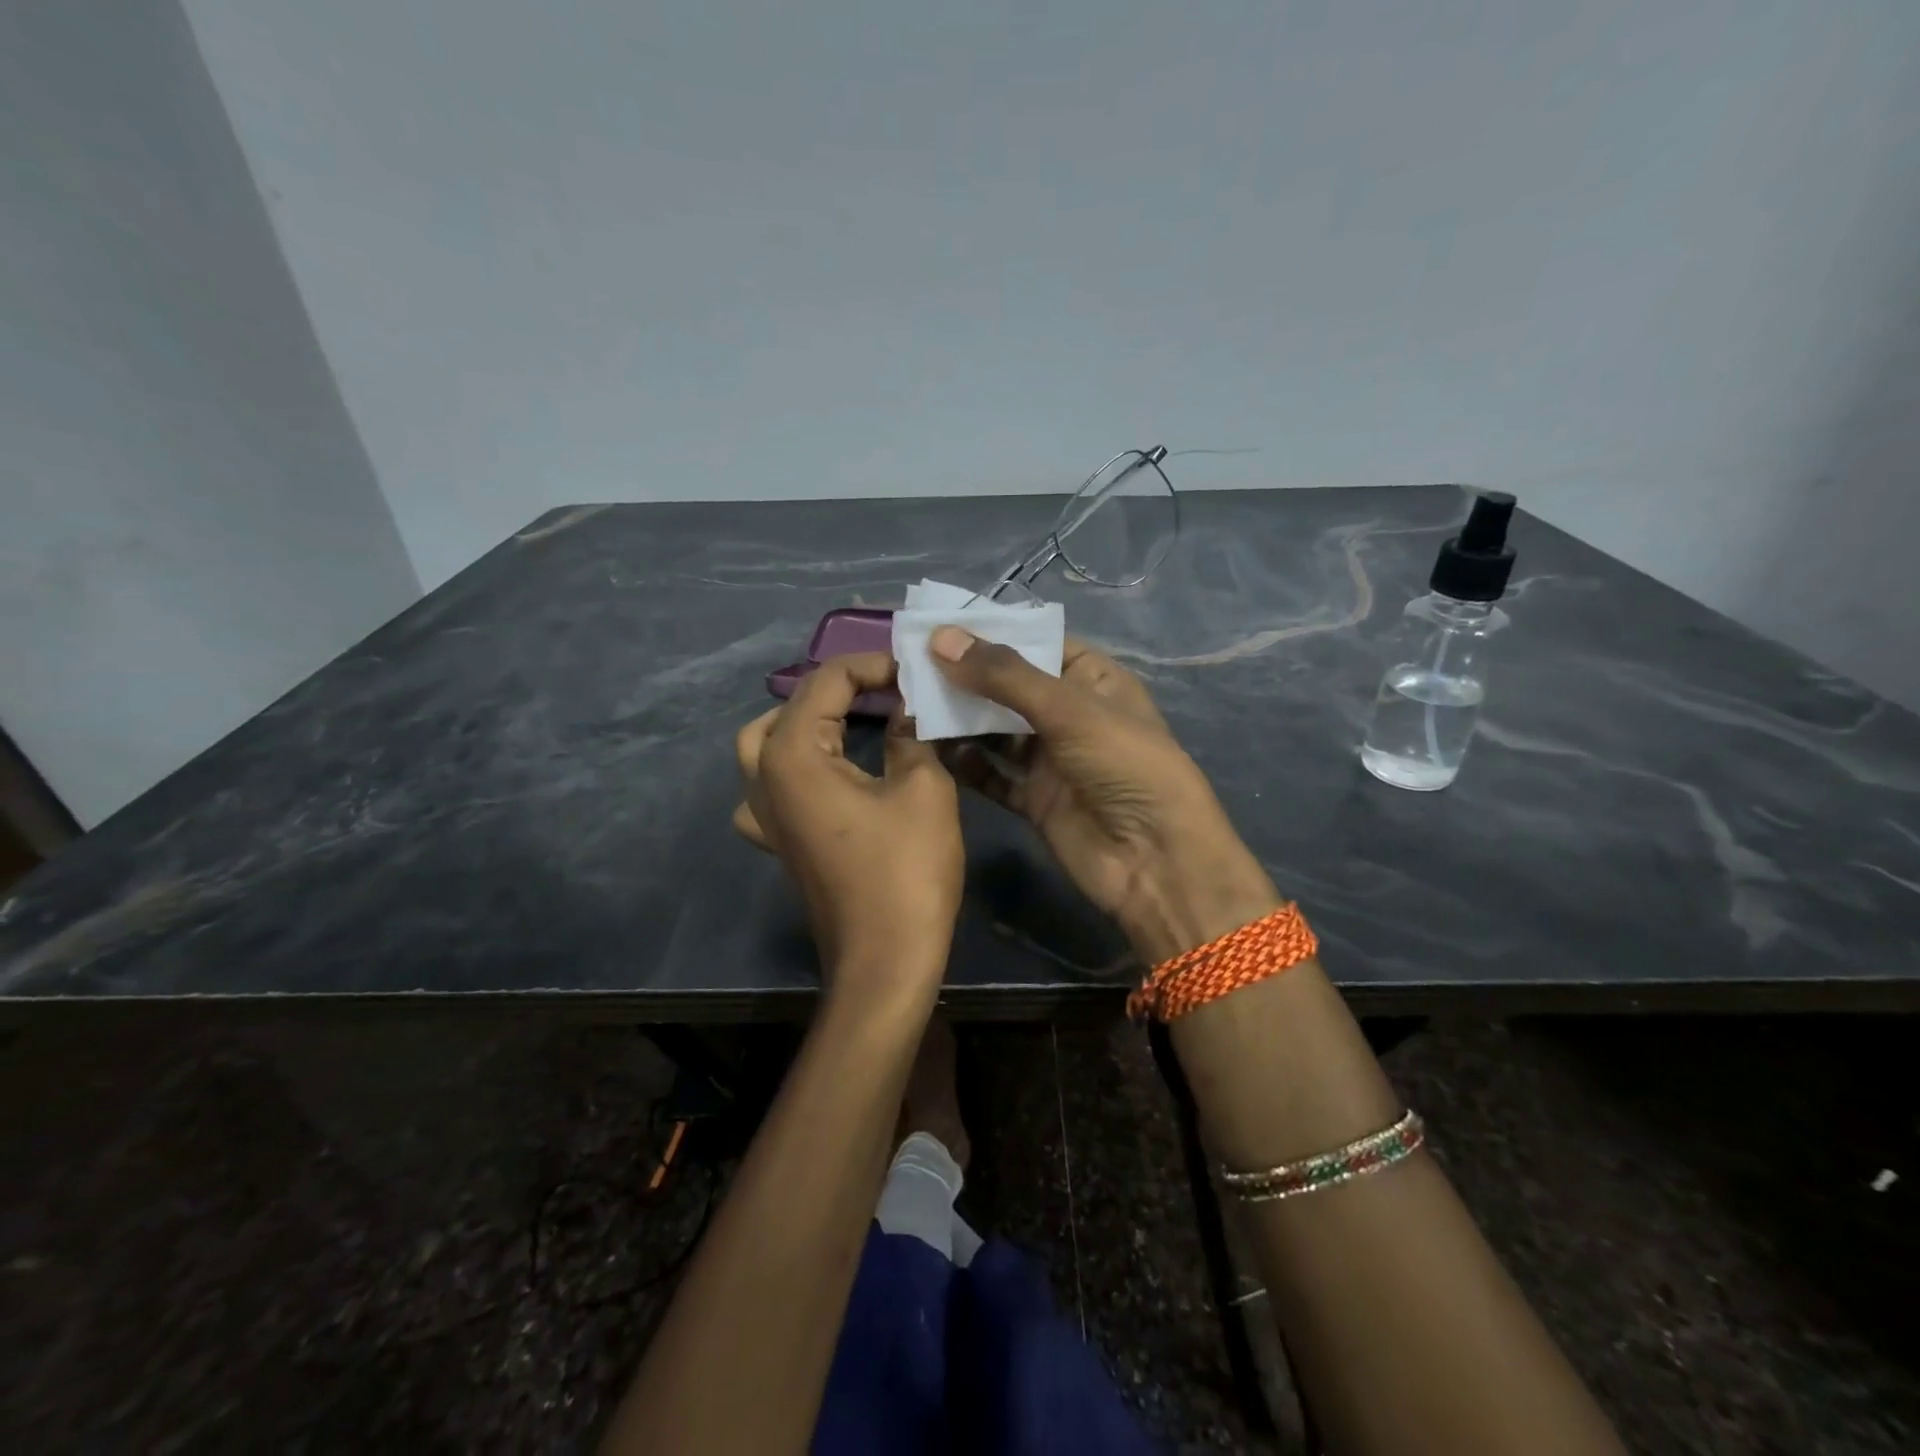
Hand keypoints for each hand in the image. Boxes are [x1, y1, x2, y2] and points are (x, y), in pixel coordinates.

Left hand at [733, 652, 963, 1000]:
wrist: (885, 960)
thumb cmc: (905, 870)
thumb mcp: (922, 788)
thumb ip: (910, 734)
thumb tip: (907, 707)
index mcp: (793, 754)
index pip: (827, 681)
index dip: (873, 665)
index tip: (915, 672)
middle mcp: (765, 778)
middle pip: (791, 707)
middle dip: (839, 689)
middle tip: (888, 693)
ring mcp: (765, 815)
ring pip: (768, 743)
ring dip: (807, 722)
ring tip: (853, 722)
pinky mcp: (779, 841)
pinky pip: (771, 786)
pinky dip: (796, 766)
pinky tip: (827, 776)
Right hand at [929, 628, 1278, 964]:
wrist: (1155, 862)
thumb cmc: (1124, 766)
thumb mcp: (1069, 709)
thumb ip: (1004, 676)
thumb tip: (940, 638)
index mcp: (1093, 680)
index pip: (1037, 643)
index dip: (991, 633)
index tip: (936, 625)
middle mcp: (1070, 715)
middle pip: (1009, 687)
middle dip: (965, 675)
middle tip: (909, 662)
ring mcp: (1051, 759)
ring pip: (996, 730)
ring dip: (959, 718)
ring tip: (909, 700)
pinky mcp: (1034, 799)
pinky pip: (992, 773)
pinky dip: (965, 762)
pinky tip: (928, 747)